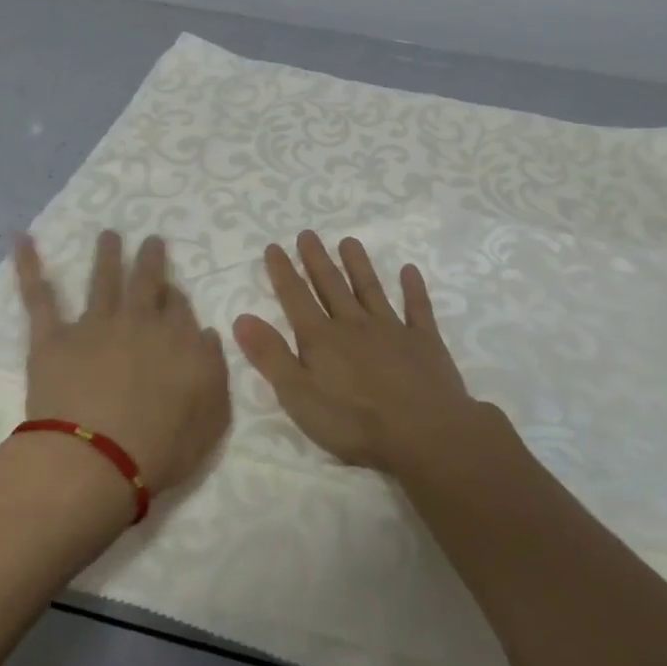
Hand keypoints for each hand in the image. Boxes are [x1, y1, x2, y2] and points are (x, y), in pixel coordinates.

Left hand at [14, 230, 230, 494]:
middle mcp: (139, 322)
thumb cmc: (162, 448)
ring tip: (109, 235)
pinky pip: (39, 297)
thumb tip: (206, 334)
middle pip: (147, 282)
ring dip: (107, 255)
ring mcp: (94, 326)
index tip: (174, 291)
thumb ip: (213, 370)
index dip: (177, 297)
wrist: (96, 460)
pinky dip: (28, 266)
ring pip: (102, 280)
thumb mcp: (212, 416)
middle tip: (151, 240)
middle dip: (150, 259)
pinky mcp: (52, 339)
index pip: (180, 307)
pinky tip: (21, 240)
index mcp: (178, 340)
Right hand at [232, 230, 494, 472]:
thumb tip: (242, 318)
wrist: (424, 431)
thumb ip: (271, 356)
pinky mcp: (423, 341)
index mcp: (321, 339)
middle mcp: (354, 324)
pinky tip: (410, 271)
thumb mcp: (299, 396)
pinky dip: (413, 288)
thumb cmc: (354, 422)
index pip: (296, 298)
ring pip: (370, 289)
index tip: (274, 247)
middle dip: (317, 260)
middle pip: (331, 286)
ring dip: (358, 264)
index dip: (283, 272)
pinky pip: (417, 308)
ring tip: (349, 241)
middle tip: (308, 234)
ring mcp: (391, 329)